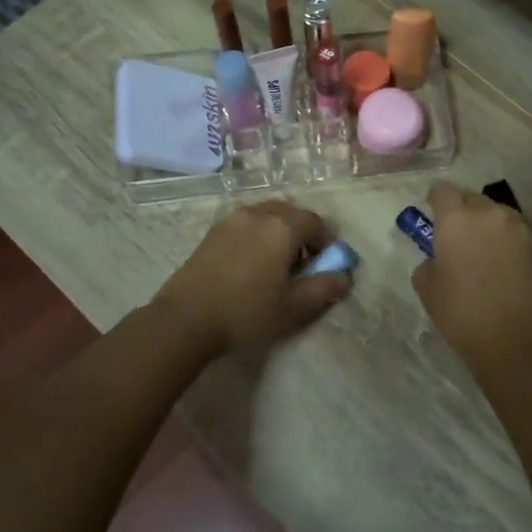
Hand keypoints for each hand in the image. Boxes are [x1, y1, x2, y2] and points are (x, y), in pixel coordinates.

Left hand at [152, 201, 349, 357]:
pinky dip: (259, 234)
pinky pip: (247, 223)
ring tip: (276, 264)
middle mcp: (258, 213)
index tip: (325, 265)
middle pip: (291, 213)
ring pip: (268, 215)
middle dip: (303, 234)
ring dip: (280, 232)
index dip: (326, 243)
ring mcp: (232, 219)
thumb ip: (325, 289)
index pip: (316, 223)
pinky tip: (252, 264)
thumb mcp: (294, 307)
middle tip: (303, 264)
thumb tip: (345, 276)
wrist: (186, 318)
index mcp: (282, 227)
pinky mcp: (213, 230)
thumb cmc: (246, 312)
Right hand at [410, 182, 531, 376]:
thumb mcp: (427, 290)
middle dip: (465, 212)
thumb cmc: (462, 313)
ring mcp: (521, 229)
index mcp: (456, 219)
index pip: (443, 190)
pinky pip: (520, 237)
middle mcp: (490, 214)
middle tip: (460, 239)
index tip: (434, 215)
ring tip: (487, 255)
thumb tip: (438, 260)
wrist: (516, 339)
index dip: (436, 201)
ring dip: (490, 227)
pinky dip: (511, 246)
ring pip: (500, 216)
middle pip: (474, 200)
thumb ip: (429, 264)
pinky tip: (508, 271)